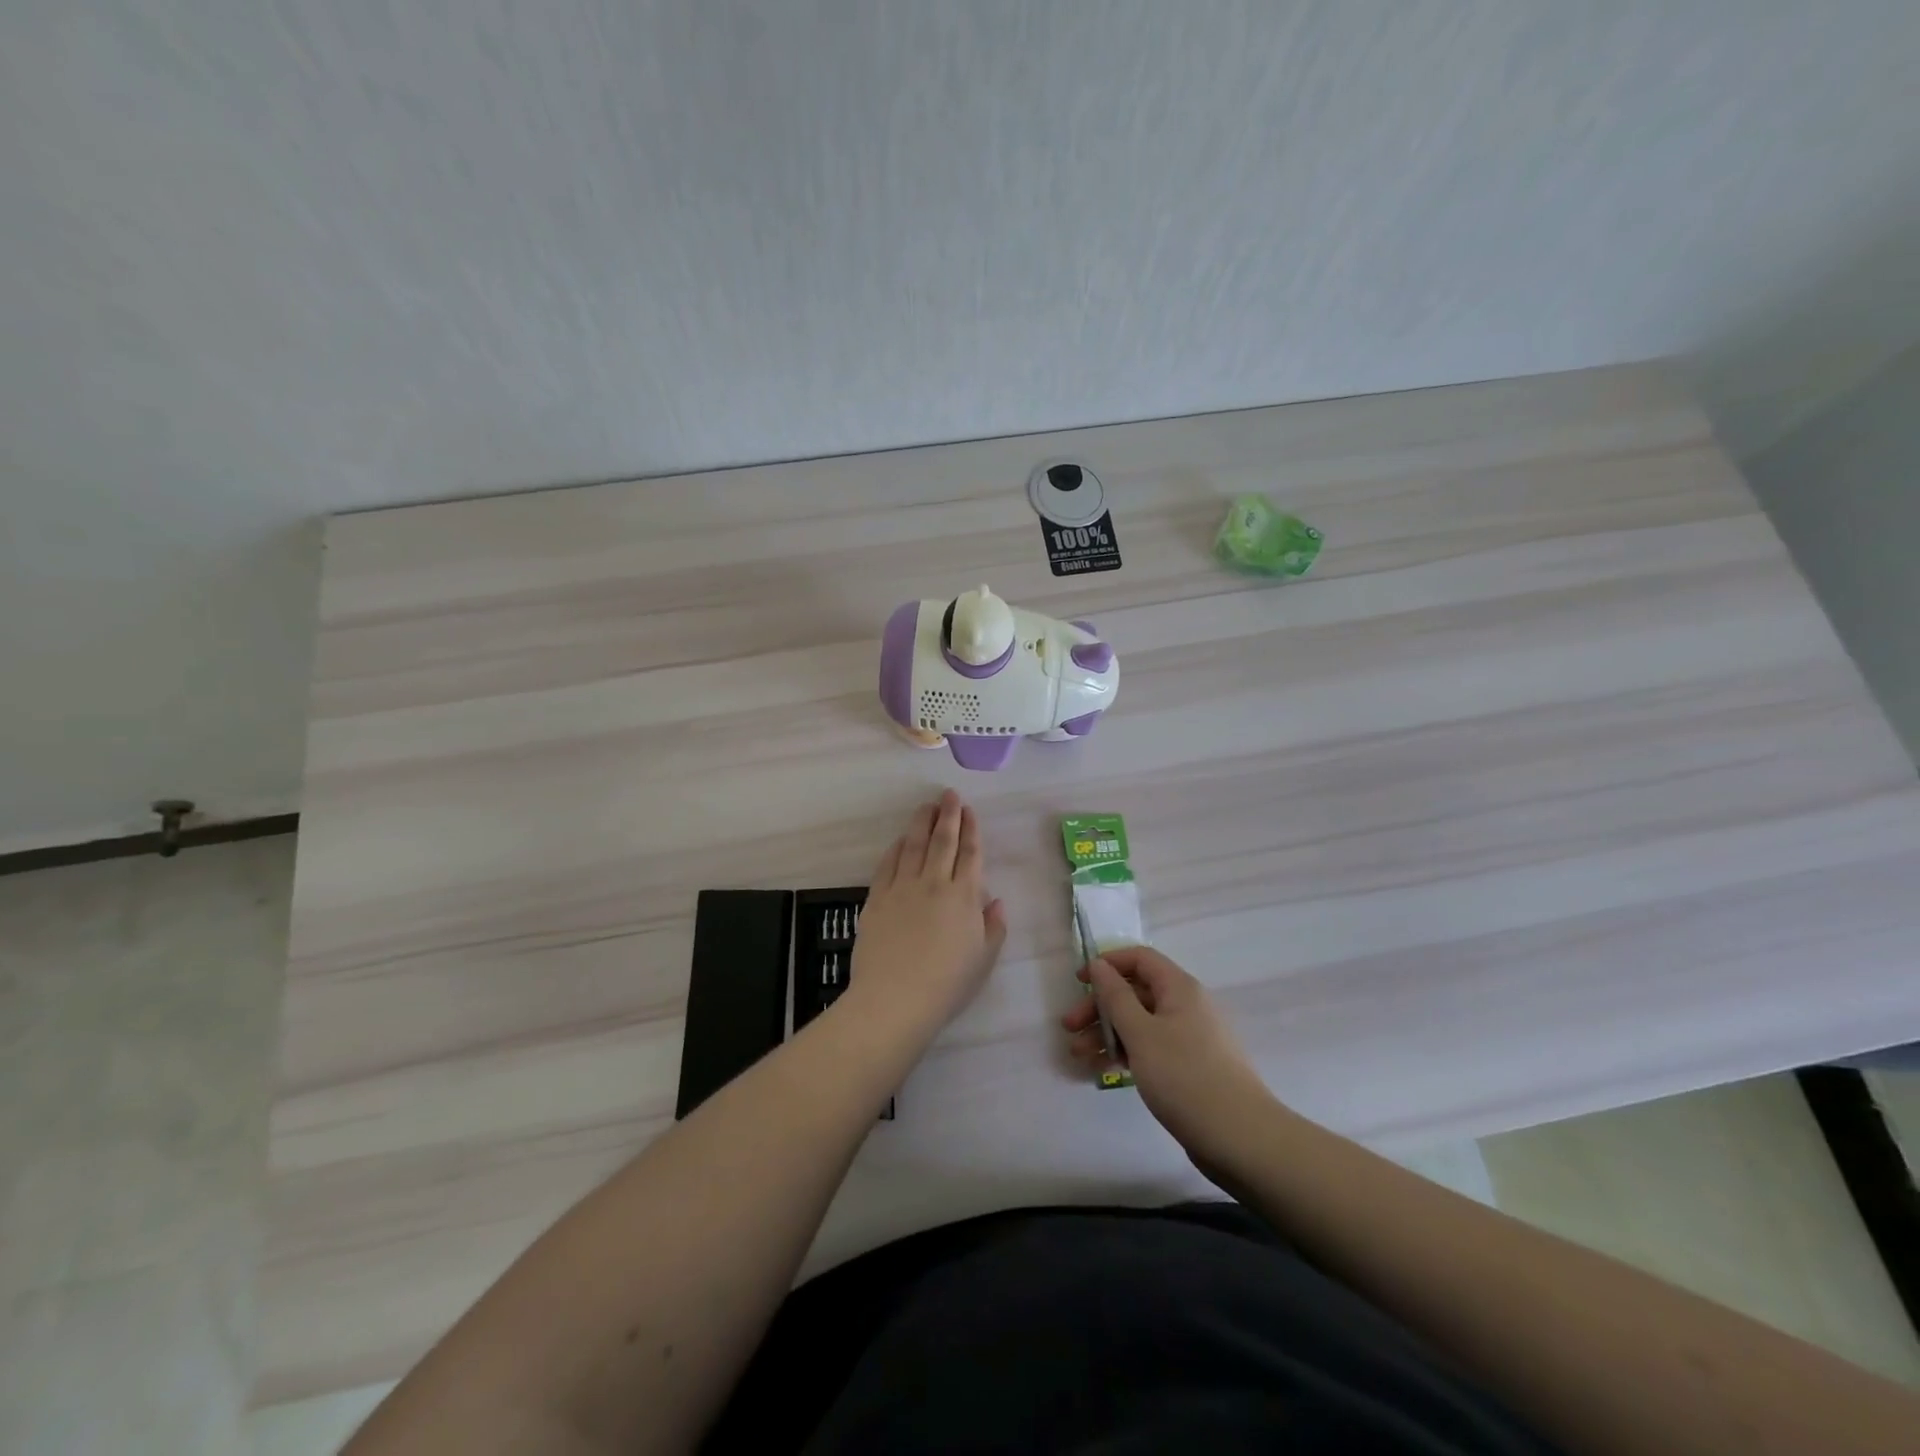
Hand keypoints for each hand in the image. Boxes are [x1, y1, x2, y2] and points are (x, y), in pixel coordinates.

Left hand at [846, 790, 1007, 1045]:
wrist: (895, 999)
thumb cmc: (947, 985)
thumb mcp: (984, 959)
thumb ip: (993, 926)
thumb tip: (995, 900)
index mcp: (964, 897)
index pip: (970, 854)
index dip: (971, 829)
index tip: (970, 810)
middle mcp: (934, 883)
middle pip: (942, 841)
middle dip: (948, 815)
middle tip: (948, 795)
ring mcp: (902, 888)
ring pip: (913, 845)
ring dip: (921, 823)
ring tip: (926, 807)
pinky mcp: (877, 898)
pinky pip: (888, 864)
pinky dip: (896, 848)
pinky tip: (899, 840)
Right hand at [1061, 945, 1271, 1171]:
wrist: (1241, 1139)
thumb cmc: (1186, 1077)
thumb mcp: (1141, 1033)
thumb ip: (1116, 996)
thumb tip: (1100, 964)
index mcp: (1179, 988)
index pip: (1139, 959)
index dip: (1107, 964)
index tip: (1079, 983)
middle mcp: (1186, 1006)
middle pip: (1136, 992)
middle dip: (1100, 1006)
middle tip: (1069, 1028)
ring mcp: (1190, 1037)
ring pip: (1140, 1023)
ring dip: (1108, 1033)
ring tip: (1080, 1055)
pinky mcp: (1190, 1067)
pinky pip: (1151, 1047)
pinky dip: (1127, 1053)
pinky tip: (1105, 1070)